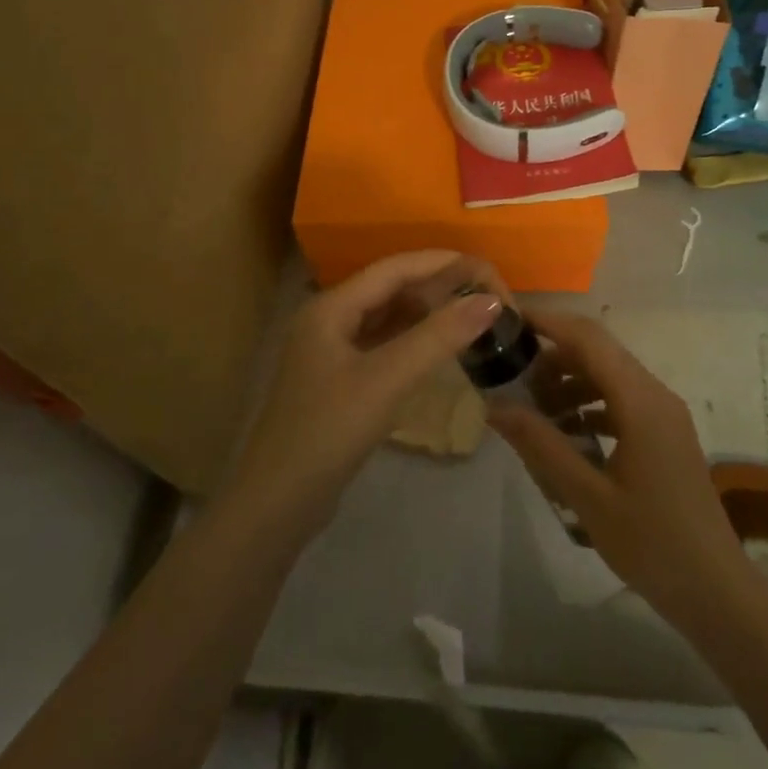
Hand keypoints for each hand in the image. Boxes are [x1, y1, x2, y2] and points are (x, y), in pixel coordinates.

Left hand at [220, 251, 504, 540]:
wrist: (276, 505)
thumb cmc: (327, 433)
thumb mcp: (385, 380)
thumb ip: (438, 337)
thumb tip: (491, 300)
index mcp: (332, 307)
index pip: (395, 268)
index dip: (442, 263)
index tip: (486, 270)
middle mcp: (331, 320)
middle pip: (392, 288)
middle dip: (439, 287)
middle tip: (486, 297)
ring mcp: (334, 351)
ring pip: (390, 318)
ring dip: (429, 314)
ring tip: (473, 316)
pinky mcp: (342, 380)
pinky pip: (386, 345)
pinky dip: (415, 341)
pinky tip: (442, 349)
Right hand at [489, 311, 751, 628]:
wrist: (716, 592)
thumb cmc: (652, 544)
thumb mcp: (587, 496)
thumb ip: (541, 445)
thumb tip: (495, 406)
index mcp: (640, 400)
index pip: (588, 338)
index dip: (547, 323)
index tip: (507, 323)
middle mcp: (655, 394)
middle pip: (597, 352)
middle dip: (552, 357)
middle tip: (511, 378)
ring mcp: (663, 413)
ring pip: (608, 376)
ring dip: (569, 383)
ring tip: (532, 412)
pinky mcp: (664, 433)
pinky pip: (619, 401)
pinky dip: (588, 406)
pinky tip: (564, 435)